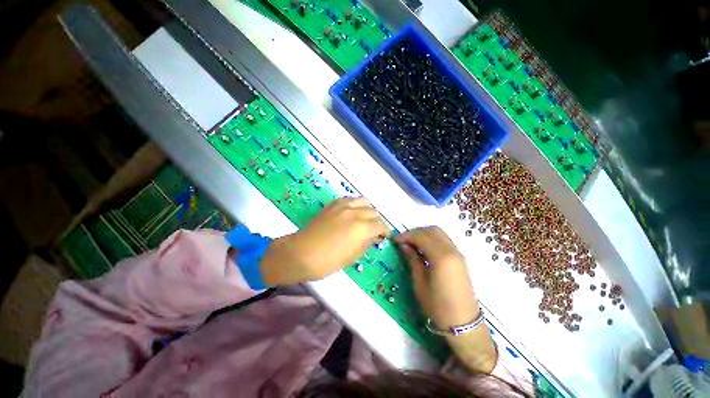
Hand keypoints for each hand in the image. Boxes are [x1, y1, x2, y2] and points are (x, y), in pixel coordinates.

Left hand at [261, 198, 389, 284]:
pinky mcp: (333, 204)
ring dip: (367, 210)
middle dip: (376, 221)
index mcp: (362, 228)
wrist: (302, 253)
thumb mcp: (352, 257)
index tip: (384, 236)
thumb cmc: (328, 261)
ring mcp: (343, 206)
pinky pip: (349, 199)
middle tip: (373, 230)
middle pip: (373, 212)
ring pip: (363, 201)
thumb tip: (373, 236)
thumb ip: (366, 243)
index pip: (380, 225)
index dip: (385, 231)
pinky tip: (351, 212)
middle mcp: (355, 213)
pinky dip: (354, 204)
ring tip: (364, 218)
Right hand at [395, 227, 477, 329]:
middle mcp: (452, 251)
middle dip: (416, 232)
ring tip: (412, 244)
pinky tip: (424, 250)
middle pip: (432, 230)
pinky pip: (445, 241)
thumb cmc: (437, 306)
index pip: (421, 236)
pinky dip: (433, 240)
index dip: (406, 236)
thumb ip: (412, 260)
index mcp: (441, 257)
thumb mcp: (419, 283)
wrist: (463, 324)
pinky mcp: (460, 259)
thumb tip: (404, 245)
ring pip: (439, 234)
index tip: (395, 240)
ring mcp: (458, 254)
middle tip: (404, 241)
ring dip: (424, 234)